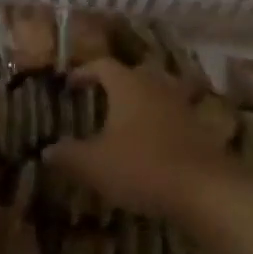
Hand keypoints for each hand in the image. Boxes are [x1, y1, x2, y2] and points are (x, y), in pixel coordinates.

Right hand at [46, 60, 236, 218]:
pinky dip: (160, 124)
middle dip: (115, 84)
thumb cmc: (141, 166)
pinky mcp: (200, 129)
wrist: (204, 189)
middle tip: (99, 98)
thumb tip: (48, 150)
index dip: (84, 72)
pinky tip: (152, 144)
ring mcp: (182, 106)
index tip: (70, 84)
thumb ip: (68, 154)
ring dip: (141, 103)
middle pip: (134, 75)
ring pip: (157, 94)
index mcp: (128, 85)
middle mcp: (156, 87)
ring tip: (125, 121)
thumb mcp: (94, 165)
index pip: (103, 65)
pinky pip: (173, 117)